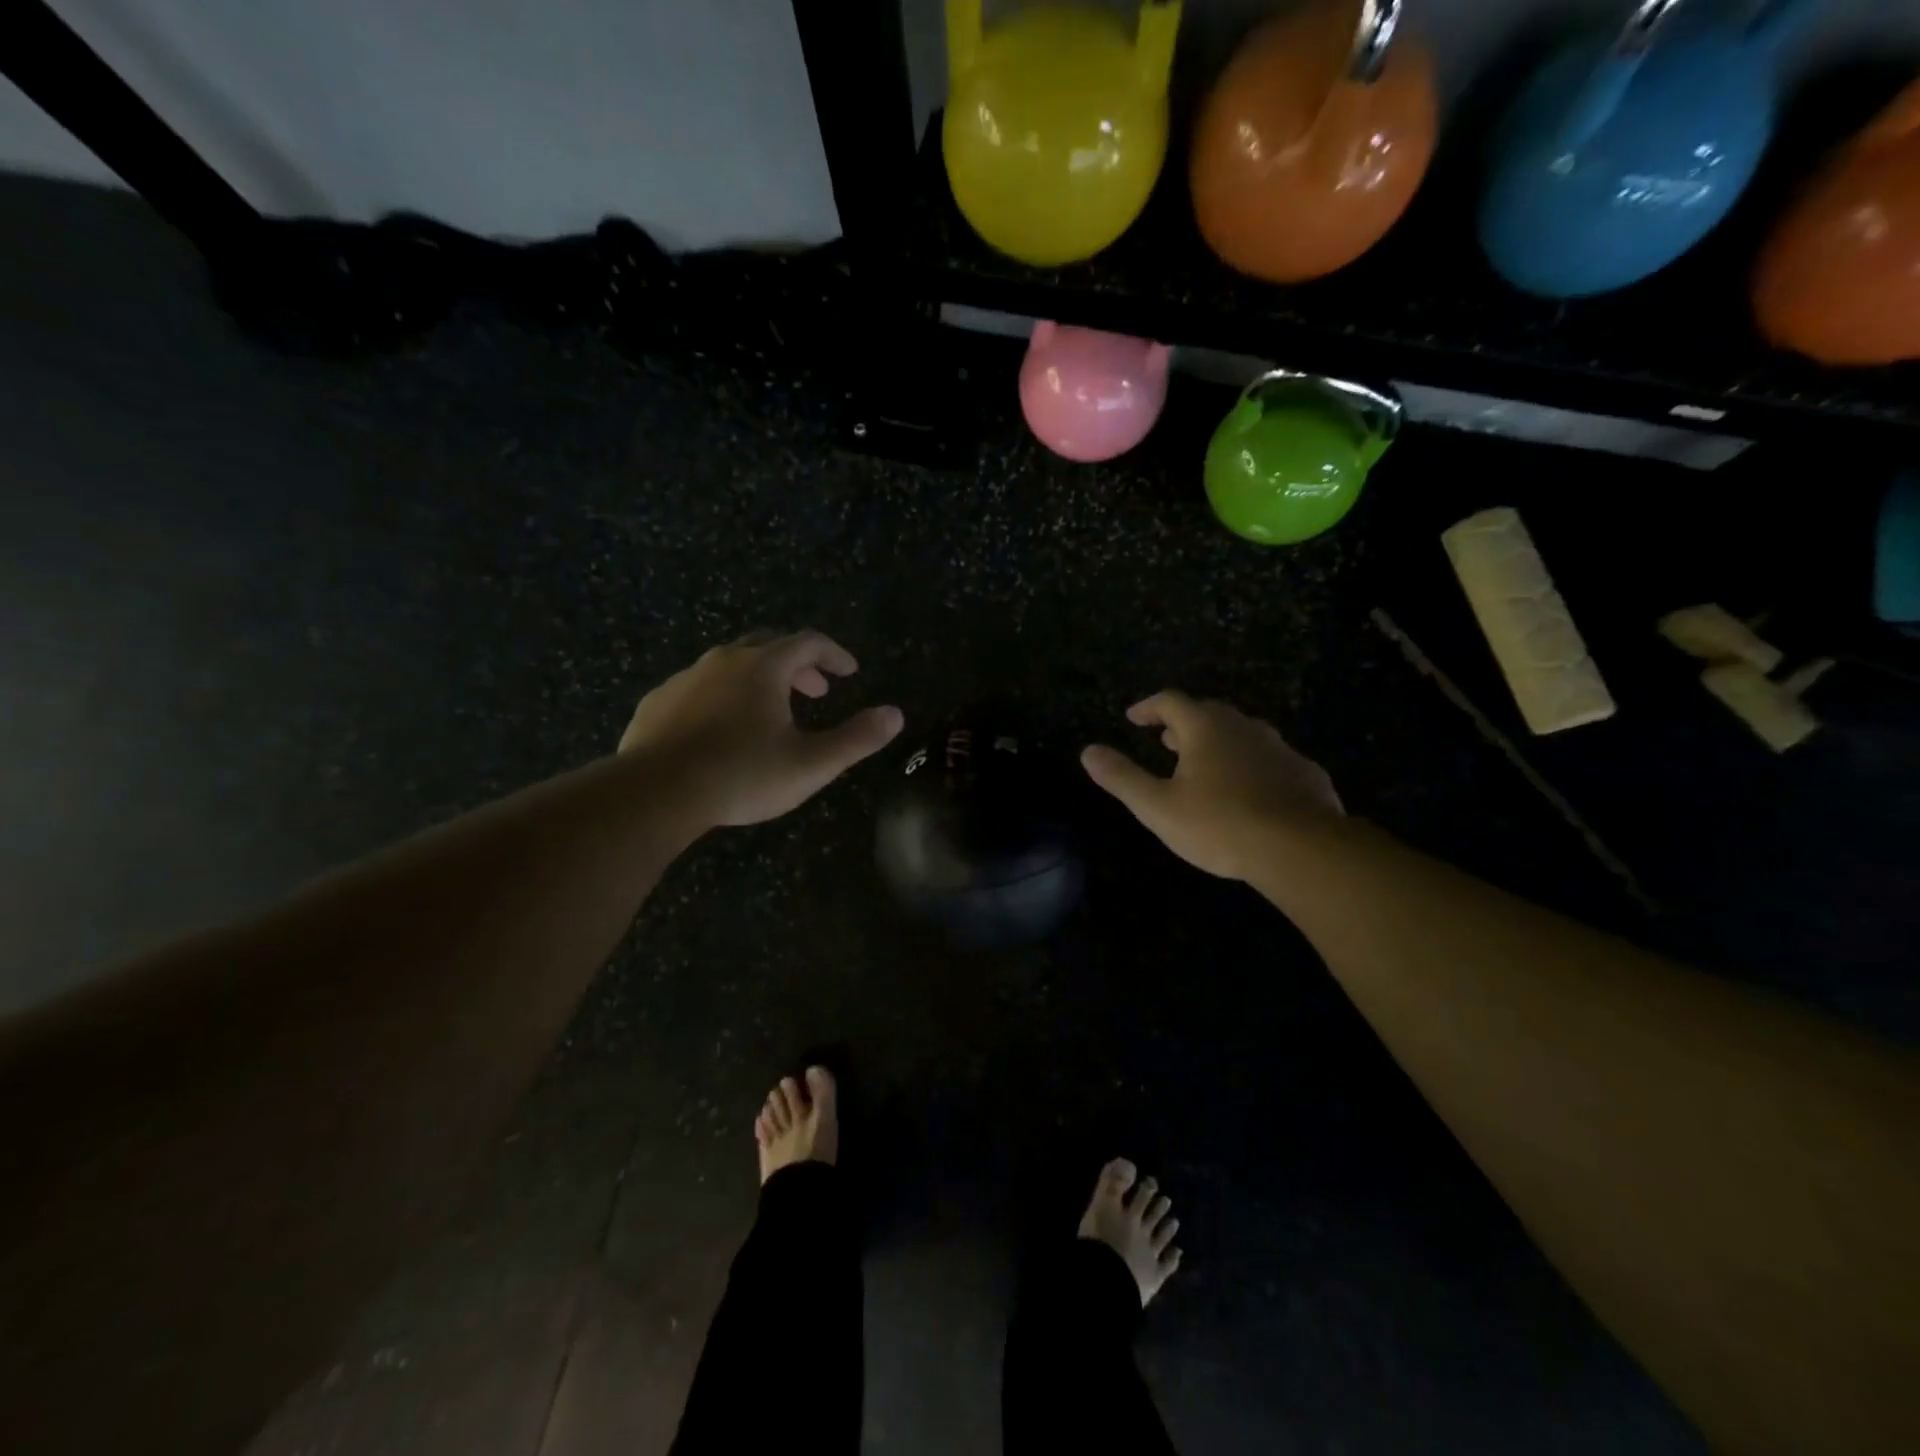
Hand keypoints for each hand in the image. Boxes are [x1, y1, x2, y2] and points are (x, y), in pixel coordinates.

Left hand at [619, 630, 903, 827]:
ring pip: (730, 665)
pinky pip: (698, 688)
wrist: (656, 793)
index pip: (809, 642)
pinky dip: (722, 697)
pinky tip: (720, 730)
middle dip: (798, 665)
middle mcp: (724, 660)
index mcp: (764, 667)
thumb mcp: (811, 764)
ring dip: (758, 680)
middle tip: (815, 690)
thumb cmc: (742, 775)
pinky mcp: (657, 702)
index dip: (834, 654)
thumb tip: (896, 715)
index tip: (849, 672)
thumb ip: (857, 738)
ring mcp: (685, 679)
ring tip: (770, 713)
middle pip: (769, 646)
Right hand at [1081, 691, 1341, 879]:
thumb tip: (1087, 751)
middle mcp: (1243, 727)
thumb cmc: (1220, 824)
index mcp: (1205, 728)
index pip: (1170, 702)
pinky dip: (1251, 764)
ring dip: (1219, 742)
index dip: (1148, 707)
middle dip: (1183, 724)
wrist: (1302, 848)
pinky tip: (1250, 789)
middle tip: (1166, 740)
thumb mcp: (1158, 806)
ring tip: (1205, 763)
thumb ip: (1122, 777)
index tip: (1133, 718)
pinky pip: (1270, 759)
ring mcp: (1279, 748)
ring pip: (1243, 733)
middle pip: (1208, 713)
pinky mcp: (1305, 773)